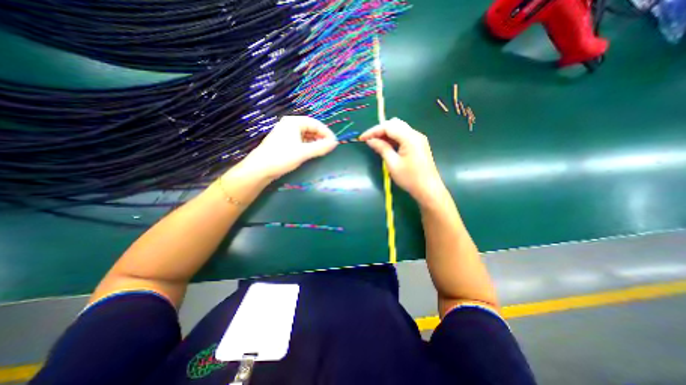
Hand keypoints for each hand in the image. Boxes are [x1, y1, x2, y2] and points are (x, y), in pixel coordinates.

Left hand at [235, 114, 338, 178]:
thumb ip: (320, 147)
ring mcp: (286, 133)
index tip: (335, 143)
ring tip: (323, 150)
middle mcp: (290, 124)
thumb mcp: (304, 152)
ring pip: (306, 135)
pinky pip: (301, 140)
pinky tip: (312, 152)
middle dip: (321, 137)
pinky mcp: (284, 142)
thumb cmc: (282, 157)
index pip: (316, 124)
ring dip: (315, 142)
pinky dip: (308, 145)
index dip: (326, 133)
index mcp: (294, 122)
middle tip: (329, 147)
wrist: (260, 169)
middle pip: (311, 128)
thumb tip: (335, 143)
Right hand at [361, 118, 447, 207]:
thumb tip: (370, 140)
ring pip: (399, 129)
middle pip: (394, 124)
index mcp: (410, 137)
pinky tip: (386, 145)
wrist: (428, 189)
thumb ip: (382, 149)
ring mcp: (418, 139)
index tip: (362, 138)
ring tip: (375, 143)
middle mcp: (415, 134)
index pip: (388, 126)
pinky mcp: (418, 145)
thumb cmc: (410, 178)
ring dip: (386, 134)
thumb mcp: (393, 164)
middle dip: (380, 130)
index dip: (373, 131)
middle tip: (369, 140)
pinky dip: (393, 138)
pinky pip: (403, 136)